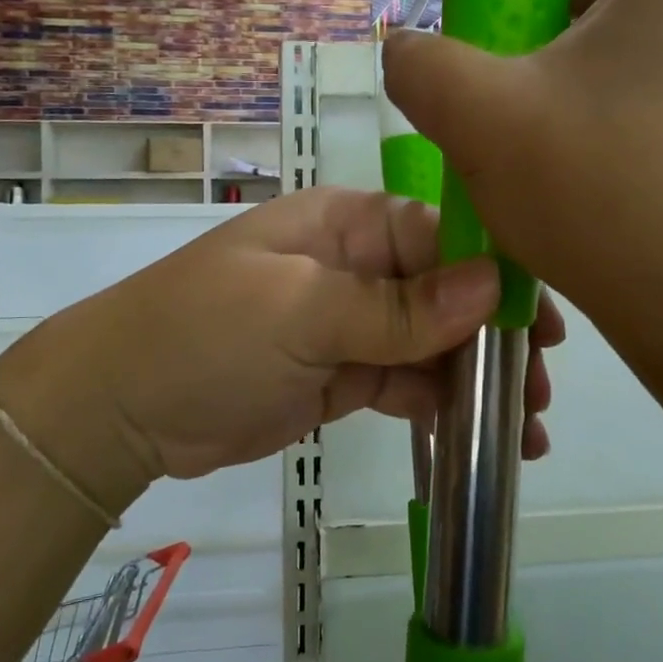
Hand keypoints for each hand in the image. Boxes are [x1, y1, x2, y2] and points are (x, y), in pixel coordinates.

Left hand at [0, 187, 562, 494]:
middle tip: (541, 386)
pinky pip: (405, 383)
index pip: (441, 236)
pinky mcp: (341, 375)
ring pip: (431, 344)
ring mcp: (349, 324)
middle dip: (494, 336)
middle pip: (445, 292)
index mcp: (347, 225)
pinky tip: (483, 436)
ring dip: (476, 379)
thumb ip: (397, 307)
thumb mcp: (302, 312)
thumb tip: (492, 286)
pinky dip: (441, 406)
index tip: (542, 323)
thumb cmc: (205, 335)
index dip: (496, 274)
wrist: (120, 410)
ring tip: (527, 426)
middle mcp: (355, 266)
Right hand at [383, 0, 662, 332]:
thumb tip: (407, 52)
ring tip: (582, 148)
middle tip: (549, 99)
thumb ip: (421, 63)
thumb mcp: (479, 118)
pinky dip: (655, 115)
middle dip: (584, 28)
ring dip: (615, 77)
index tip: (544, 39)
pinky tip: (625, 180)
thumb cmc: (602, 189)